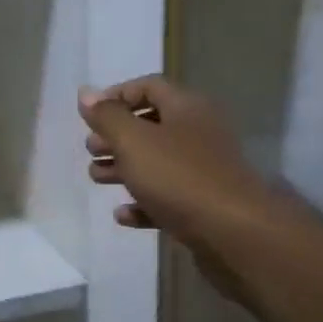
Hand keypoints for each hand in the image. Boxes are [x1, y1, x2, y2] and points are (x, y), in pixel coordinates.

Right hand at [80, 77, 283, 293]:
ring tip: (96, 178)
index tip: (89, 115)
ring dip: (124, 168)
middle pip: (151, 125)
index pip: (149, 87)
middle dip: (116, 136)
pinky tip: (123, 215)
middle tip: (91, 150)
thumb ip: (107, 117)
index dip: (116, 96)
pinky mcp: (205, 206)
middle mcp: (199, 133)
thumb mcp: (133, 141)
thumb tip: (86, 93)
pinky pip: (168, 197)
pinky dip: (143, 202)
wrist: (236, 234)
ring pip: (157, 162)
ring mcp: (205, 171)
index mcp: (187, 108)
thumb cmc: (179, 177)